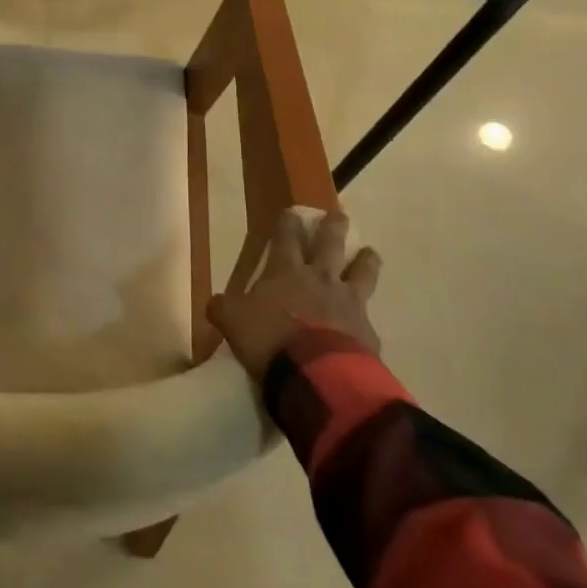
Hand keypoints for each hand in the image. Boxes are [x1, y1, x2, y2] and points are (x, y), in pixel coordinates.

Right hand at [208, 209, 381, 383]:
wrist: (318, 375)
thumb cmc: (269, 339)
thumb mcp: (233, 322)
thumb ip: (224, 309)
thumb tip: (215, 302)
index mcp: (286, 271)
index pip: (286, 238)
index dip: (288, 223)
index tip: (292, 212)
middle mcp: (321, 279)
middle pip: (330, 244)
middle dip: (333, 227)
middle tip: (339, 215)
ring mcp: (348, 303)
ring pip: (362, 272)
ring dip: (366, 260)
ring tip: (370, 253)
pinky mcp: (367, 331)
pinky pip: (368, 318)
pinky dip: (365, 317)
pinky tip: (366, 323)